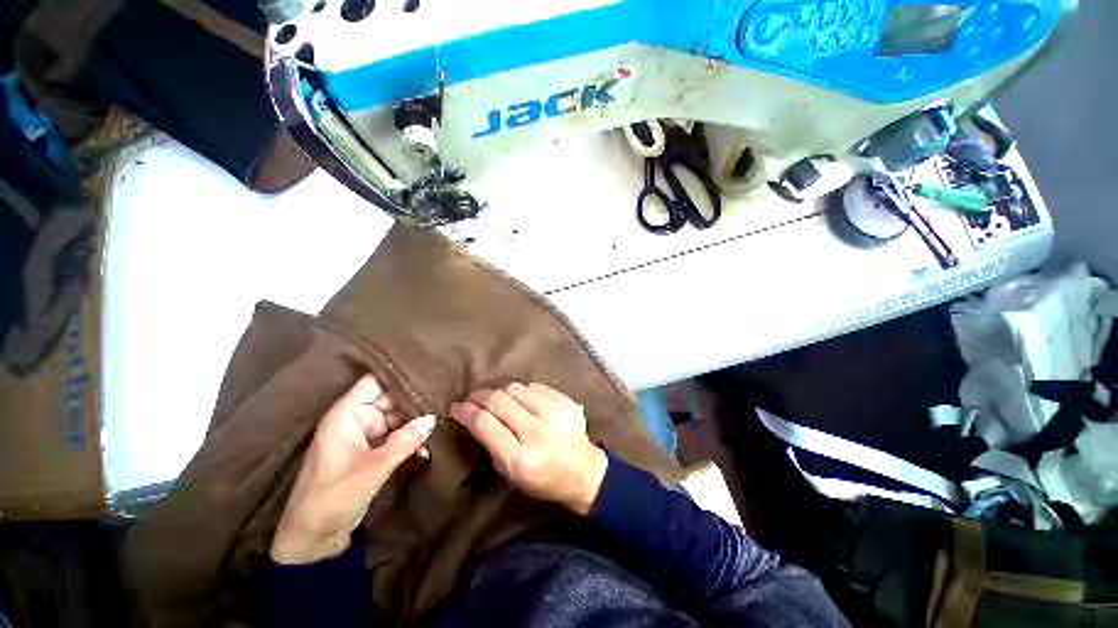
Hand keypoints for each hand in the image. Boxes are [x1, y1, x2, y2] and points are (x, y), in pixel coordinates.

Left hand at [271, 374, 435, 564]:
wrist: (316, 537)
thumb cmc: (333, 497)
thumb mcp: (372, 469)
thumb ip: (404, 441)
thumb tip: (432, 418)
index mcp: (345, 415)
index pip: (374, 382)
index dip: (398, 375)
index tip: (428, 371)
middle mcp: (356, 419)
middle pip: (390, 399)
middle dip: (414, 401)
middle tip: (443, 399)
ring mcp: (365, 435)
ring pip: (397, 418)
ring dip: (416, 422)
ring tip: (441, 420)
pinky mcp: (372, 450)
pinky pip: (397, 436)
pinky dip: (411, 439)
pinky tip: (428, 446)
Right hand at [450, 382, 607, 515]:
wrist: (583, 471)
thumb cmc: (542, 478)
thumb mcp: (510, 473)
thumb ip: (491, 443)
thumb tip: (472, 414)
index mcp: (519, 460)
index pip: (485, 424)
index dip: (467, 412)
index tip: (457, 407)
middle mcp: (537, 433)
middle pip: (499, 401)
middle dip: (480, 396)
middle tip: (473, 397)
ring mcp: (555, 413)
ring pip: (516, 389)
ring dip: (503, 393)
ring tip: (500, 400)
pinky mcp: (567, 401)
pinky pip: (535, 386)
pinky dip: (524, 392)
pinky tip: (524, 401)